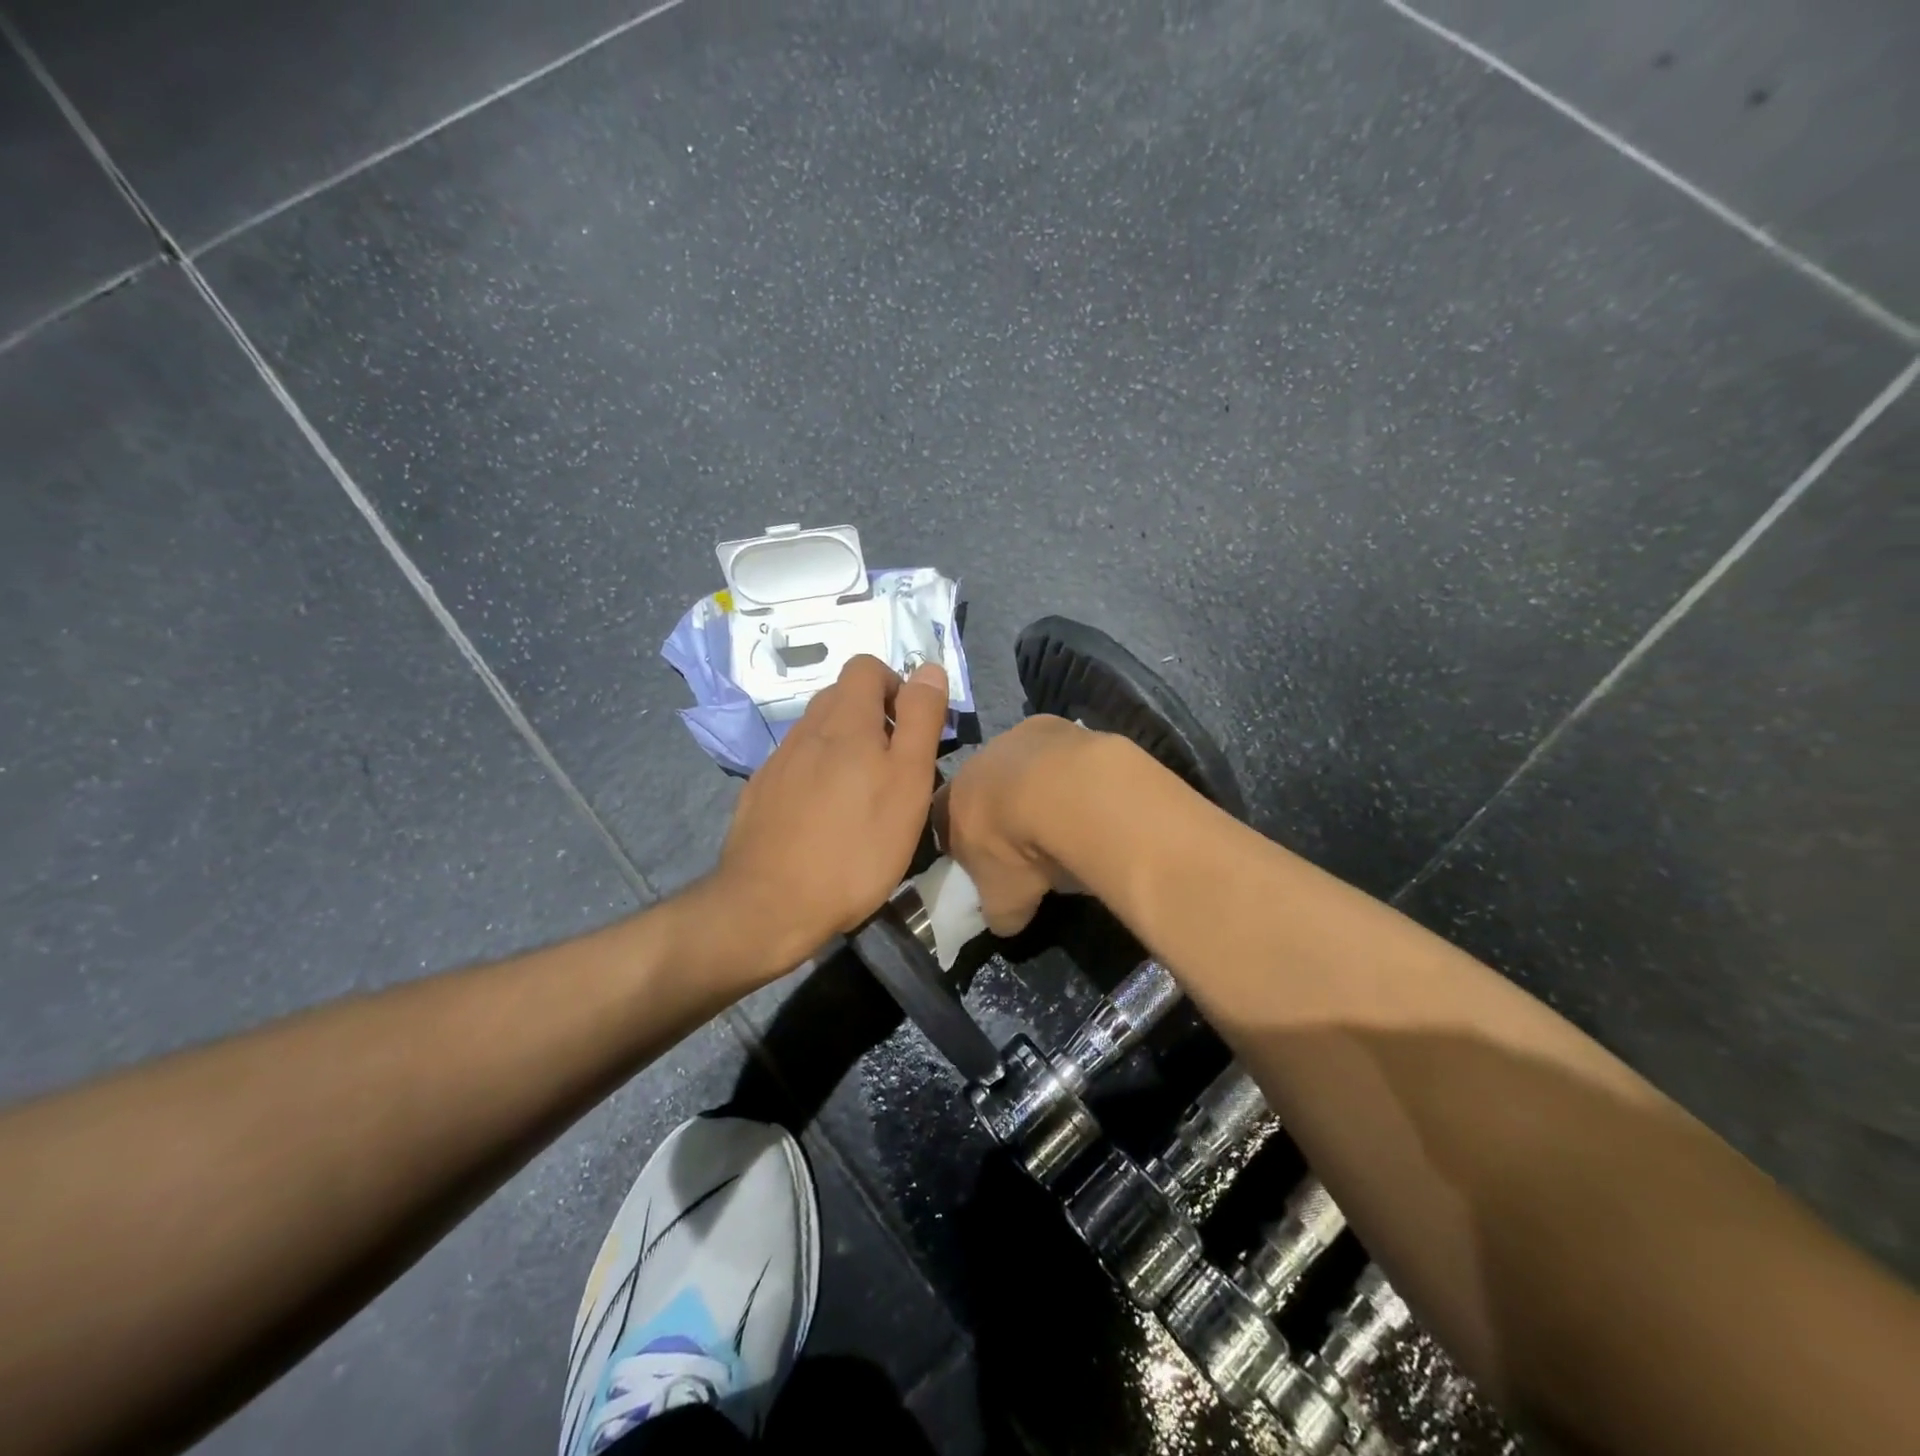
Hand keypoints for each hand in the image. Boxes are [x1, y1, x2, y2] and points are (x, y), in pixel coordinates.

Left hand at [701, 654, 949, 981]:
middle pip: (840, 697)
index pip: (866, 666)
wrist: (770, 905)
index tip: (911, 728)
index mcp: (844, 720)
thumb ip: (920, 719)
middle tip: (895, 765)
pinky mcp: (759, 794)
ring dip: (845, 748)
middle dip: (873, 717)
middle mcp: (805, 730)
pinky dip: (817, 776)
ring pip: (817, 734)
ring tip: (864, 797)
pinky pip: (796, 766)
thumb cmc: (856, 845)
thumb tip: (928, 668)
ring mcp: (777, 762)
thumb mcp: (908, 781)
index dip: (895, 685)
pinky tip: (826, 819)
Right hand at [935, 714, 1103, 935]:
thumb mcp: (1005, 900)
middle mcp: (976, 764)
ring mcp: (1014, 738)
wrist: (1062, 792)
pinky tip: (1086, 793)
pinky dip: (1067, 770)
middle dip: (1001, 809)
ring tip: (1064, 815)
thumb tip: (1005, 921)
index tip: (983, 861)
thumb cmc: (1018, 850)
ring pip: (1020, 763)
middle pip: (982, 787)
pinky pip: (1056, 750)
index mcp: (952, 803)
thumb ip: (999, 911)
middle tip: (1027, 839)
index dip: (962, 841)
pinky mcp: (1053, 725)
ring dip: (1036, 785)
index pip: (942, 820)